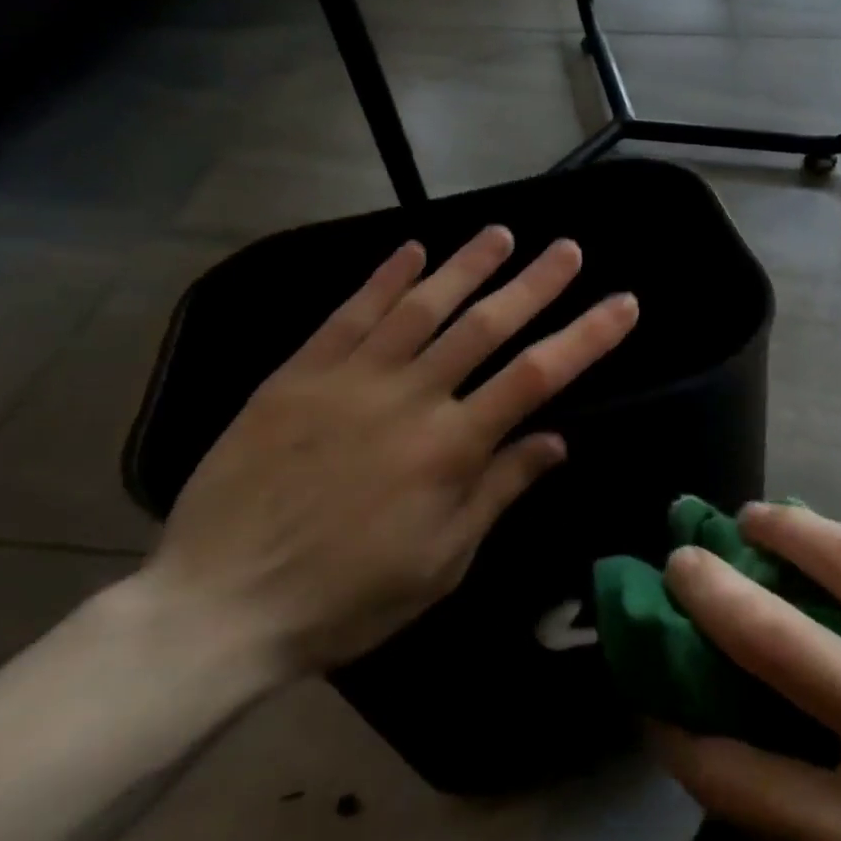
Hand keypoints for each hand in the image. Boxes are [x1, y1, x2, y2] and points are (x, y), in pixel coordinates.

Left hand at [144, 226, 638, 674]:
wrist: (218, 606)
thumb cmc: (346, 596)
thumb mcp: (442, 560)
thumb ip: (499, 490)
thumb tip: (556, 440)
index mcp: (451, 448)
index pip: (537, 376)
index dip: (586, 336)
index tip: (622, 304)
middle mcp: (410, 398)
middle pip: (486, 326)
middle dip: (535, 283)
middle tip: (568, 249)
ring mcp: (350, 380)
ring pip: (421, 307)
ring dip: (467, 266)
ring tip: (502, 234)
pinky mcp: (296, 375)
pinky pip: (348, 315)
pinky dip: (383, 279)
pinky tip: (411, 251)